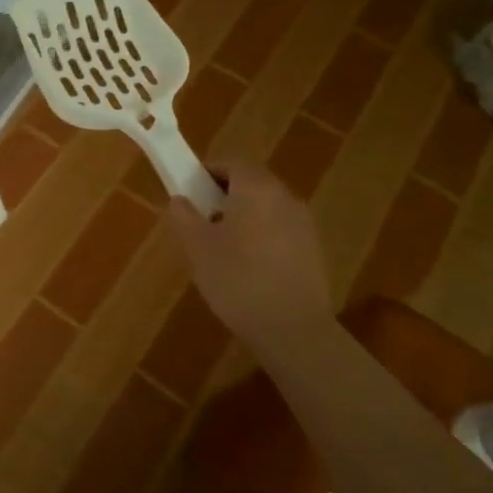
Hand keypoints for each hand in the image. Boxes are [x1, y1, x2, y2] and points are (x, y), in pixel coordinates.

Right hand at [167, 160, 332, 342]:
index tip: (189, 190)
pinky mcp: (312, 251)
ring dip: (242, 216)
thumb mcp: (197, 247)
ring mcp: (304, 225)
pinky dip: (260, 236)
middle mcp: (285, 198)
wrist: (293, 330)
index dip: (208, 171)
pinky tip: (246, 268)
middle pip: (252, 183)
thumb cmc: (237, 279)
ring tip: (220, 247)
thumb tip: (179, 200)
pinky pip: (279, 230)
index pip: (232, 162)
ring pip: (266, 207)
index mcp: (257, 189)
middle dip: (224, 194)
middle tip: (200, 218)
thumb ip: (183, 216)